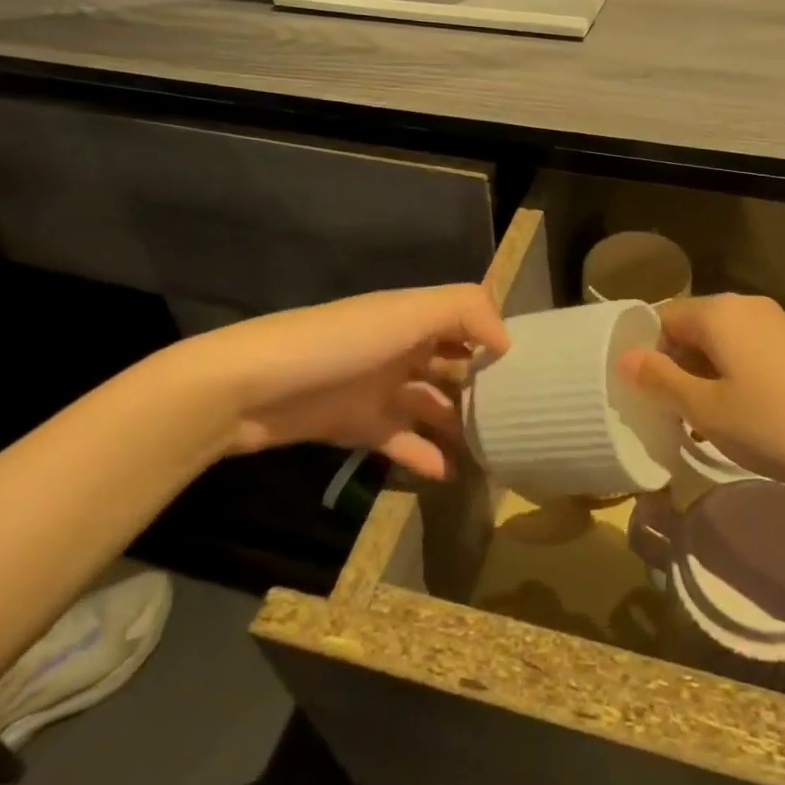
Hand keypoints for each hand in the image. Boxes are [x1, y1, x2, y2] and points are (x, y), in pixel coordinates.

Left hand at [168, 284, 509, 479]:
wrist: (250, 387)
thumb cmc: (338, 343)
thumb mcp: (407, 313)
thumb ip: (465, 311)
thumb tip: (507, 342)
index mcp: (413, 315)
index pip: (467, 320)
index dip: (496, 340)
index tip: (534, 370)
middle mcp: (401, 347)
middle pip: (452, 364)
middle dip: (483, 385)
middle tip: (520, 416)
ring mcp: (379, 387)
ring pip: (431, 404)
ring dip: (458, 423)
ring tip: (494, 448)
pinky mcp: (357, 425)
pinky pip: (401, 440)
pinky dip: (424, 455)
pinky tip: (449, 473)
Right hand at [619, 294, 784, 499]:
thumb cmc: (775, 425)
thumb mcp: (707, 409)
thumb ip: (661, 380)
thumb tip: (625, 357)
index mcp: (719, 312)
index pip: (662, 318)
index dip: (645, 353)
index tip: (641, 393)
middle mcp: (747, 306)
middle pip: (692, 328)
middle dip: (674, 367)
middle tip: (667, 413)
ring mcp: (777, 324)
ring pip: (720, 343)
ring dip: (703, 376)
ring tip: (700, 422)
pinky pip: (748, 352)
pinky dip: (732, 377)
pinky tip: (738, 417)